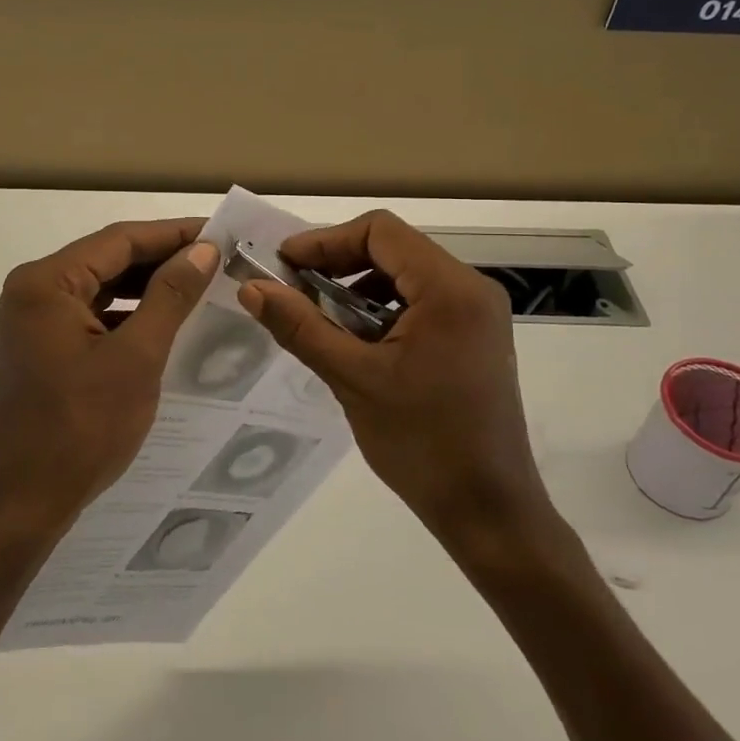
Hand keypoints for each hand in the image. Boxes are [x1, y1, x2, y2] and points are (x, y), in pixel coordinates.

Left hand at [0, 219, 218, 544]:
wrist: (24, 502)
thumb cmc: (81, 427)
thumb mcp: (137, 357)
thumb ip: (170, 296)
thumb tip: (203, 250)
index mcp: (45, 283)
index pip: (119, 241)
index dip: (173, 234)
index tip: (220, 232)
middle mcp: (31, 292)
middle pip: (107, 261)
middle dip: (162, 259)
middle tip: (217, 258)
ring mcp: (31, 322)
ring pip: (101, 289)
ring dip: (147, 287)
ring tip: (199, 285)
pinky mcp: (40, 349)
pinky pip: (91, 317)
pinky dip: (127, 315)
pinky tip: (164, 322)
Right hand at [238, 210, 560, 554]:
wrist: (488, 509)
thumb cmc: (421, 442)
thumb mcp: (353, 379)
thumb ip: (301, 327)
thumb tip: (251, 287)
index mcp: (449, 289)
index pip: (380, 231)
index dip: (325, 240)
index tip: (284, 266)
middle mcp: (471, 288)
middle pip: (394, 248)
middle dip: (339, 262)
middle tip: (294, 290)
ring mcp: (478, 313)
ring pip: (406, 274)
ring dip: (359, 286)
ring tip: (321, 318)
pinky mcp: (476, 336)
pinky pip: (422, 301)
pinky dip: (383, 308)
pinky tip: (357, 340)